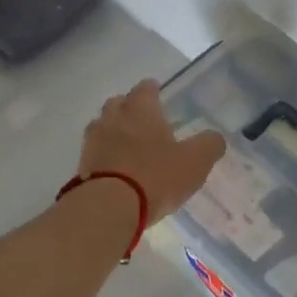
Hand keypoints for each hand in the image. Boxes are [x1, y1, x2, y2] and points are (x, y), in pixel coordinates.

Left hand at [76, 79, 225, 220]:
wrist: (109, 207)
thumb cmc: (156, 176)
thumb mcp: (195, 161)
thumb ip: (209, 145)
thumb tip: (215, 137)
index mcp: (141, 109)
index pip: (145, 88)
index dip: (153, 90)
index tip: (158, 93)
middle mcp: (113, 117)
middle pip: (118, 103)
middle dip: (129, 108)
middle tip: (143, 121)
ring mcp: (93, 141)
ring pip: (103, 126)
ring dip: (114, 131)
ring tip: (128, 146)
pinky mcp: (82, 165)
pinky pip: (95, 152)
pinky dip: (105, 155)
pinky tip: (116, 168)